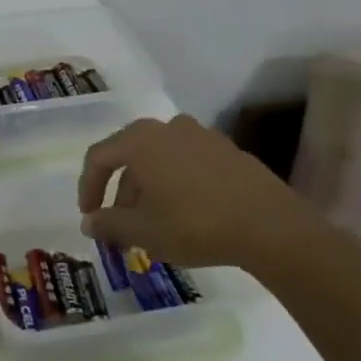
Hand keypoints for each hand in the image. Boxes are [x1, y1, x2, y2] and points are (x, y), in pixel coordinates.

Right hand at [77, 113, 336, 277]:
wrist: (272, 228)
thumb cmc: (195, 224)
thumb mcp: (144, 232)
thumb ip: (109, 224)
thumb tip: (89, 222)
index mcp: (140, 140)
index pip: (99, 157)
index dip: (88, 187)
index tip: (90, 216)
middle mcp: (168, 128)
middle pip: (130, 156)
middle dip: (121, 192)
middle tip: (122, 225)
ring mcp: (202, 136)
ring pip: (160, 160)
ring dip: (149, 189)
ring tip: (154, 223)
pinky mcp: (229, 151)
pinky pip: (188, 163)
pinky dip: (177, 184)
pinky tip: (186, 214)